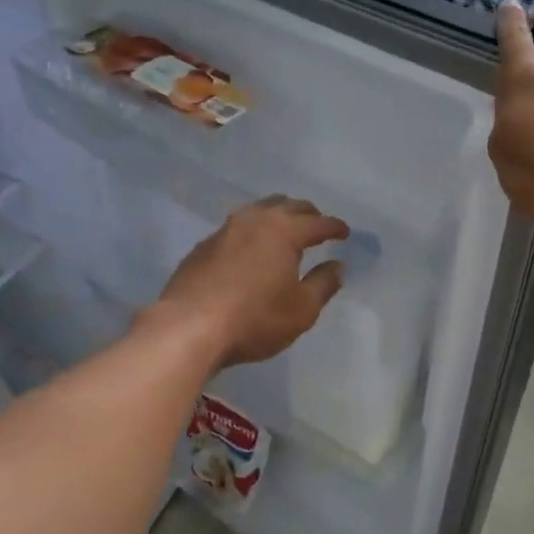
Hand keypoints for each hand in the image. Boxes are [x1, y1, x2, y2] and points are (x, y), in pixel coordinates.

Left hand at [151, 196, 348, 368]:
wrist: (189, 328)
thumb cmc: (255, 319)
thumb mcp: (301, 309)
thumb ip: (323, 284)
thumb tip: (338, 266)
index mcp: (284, 231)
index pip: (317, 222)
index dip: (335, 227)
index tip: (345, 233)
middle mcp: (254, 220)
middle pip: (287, 206)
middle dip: (307, 214)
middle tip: (317, 227)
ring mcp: (224, 230)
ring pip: (258, 211)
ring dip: (277, 217)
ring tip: (285, 232)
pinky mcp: (203, 246)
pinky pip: (236, 228)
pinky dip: (252, 232)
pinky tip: (251, 250)